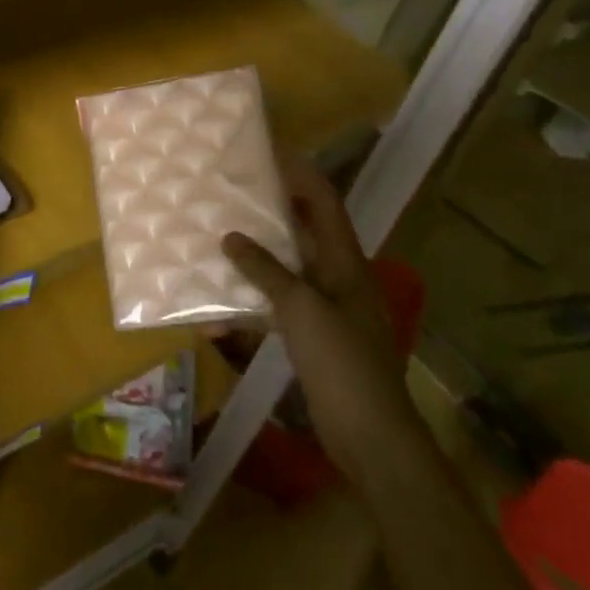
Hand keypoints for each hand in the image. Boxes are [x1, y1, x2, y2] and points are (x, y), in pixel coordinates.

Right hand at [222, 164, 421, 480]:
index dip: (302, 175)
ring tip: (219, 239)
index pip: (325, 204)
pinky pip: (279, 309)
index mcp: (346, 263)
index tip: (272, 152)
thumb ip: (265, 270)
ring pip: (288, 271)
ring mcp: (328, 311)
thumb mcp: (300, 308)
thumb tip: (231, 237)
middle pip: (304, 234)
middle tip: (233, 193)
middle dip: (271, 213)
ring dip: (256, 258)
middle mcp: (339, 279)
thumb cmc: (342, 362)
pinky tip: (219, 313)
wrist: (371, 437)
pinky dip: (253, 305)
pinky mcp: (315, 340)